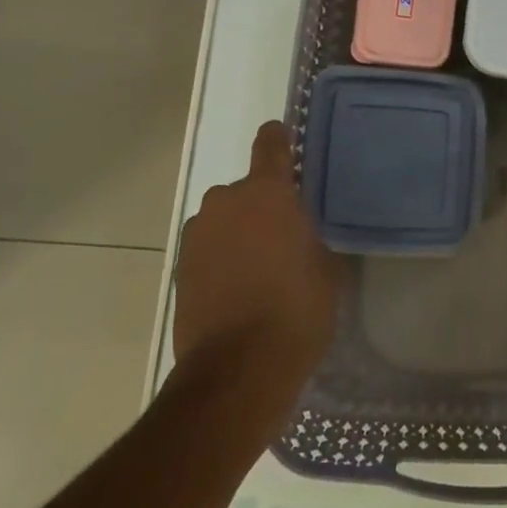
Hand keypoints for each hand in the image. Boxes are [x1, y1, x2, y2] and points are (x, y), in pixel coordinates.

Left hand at [174, 121, 343, 392]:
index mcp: (267, 193)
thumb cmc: (296, 310)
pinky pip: (208, 249)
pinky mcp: (180, 269)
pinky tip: (238, 288)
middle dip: (261, 205)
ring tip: (259, 267)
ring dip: (238, 232)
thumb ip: (310, 237)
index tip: (283, 138)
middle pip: (246, 190)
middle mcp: (226, 202)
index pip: (271, 145)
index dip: (278, 139)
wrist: (238, 369)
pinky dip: (221, 258)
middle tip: (283, 235)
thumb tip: (300, 235)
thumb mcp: (326, 268)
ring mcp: (197, 235)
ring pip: (224, 220)